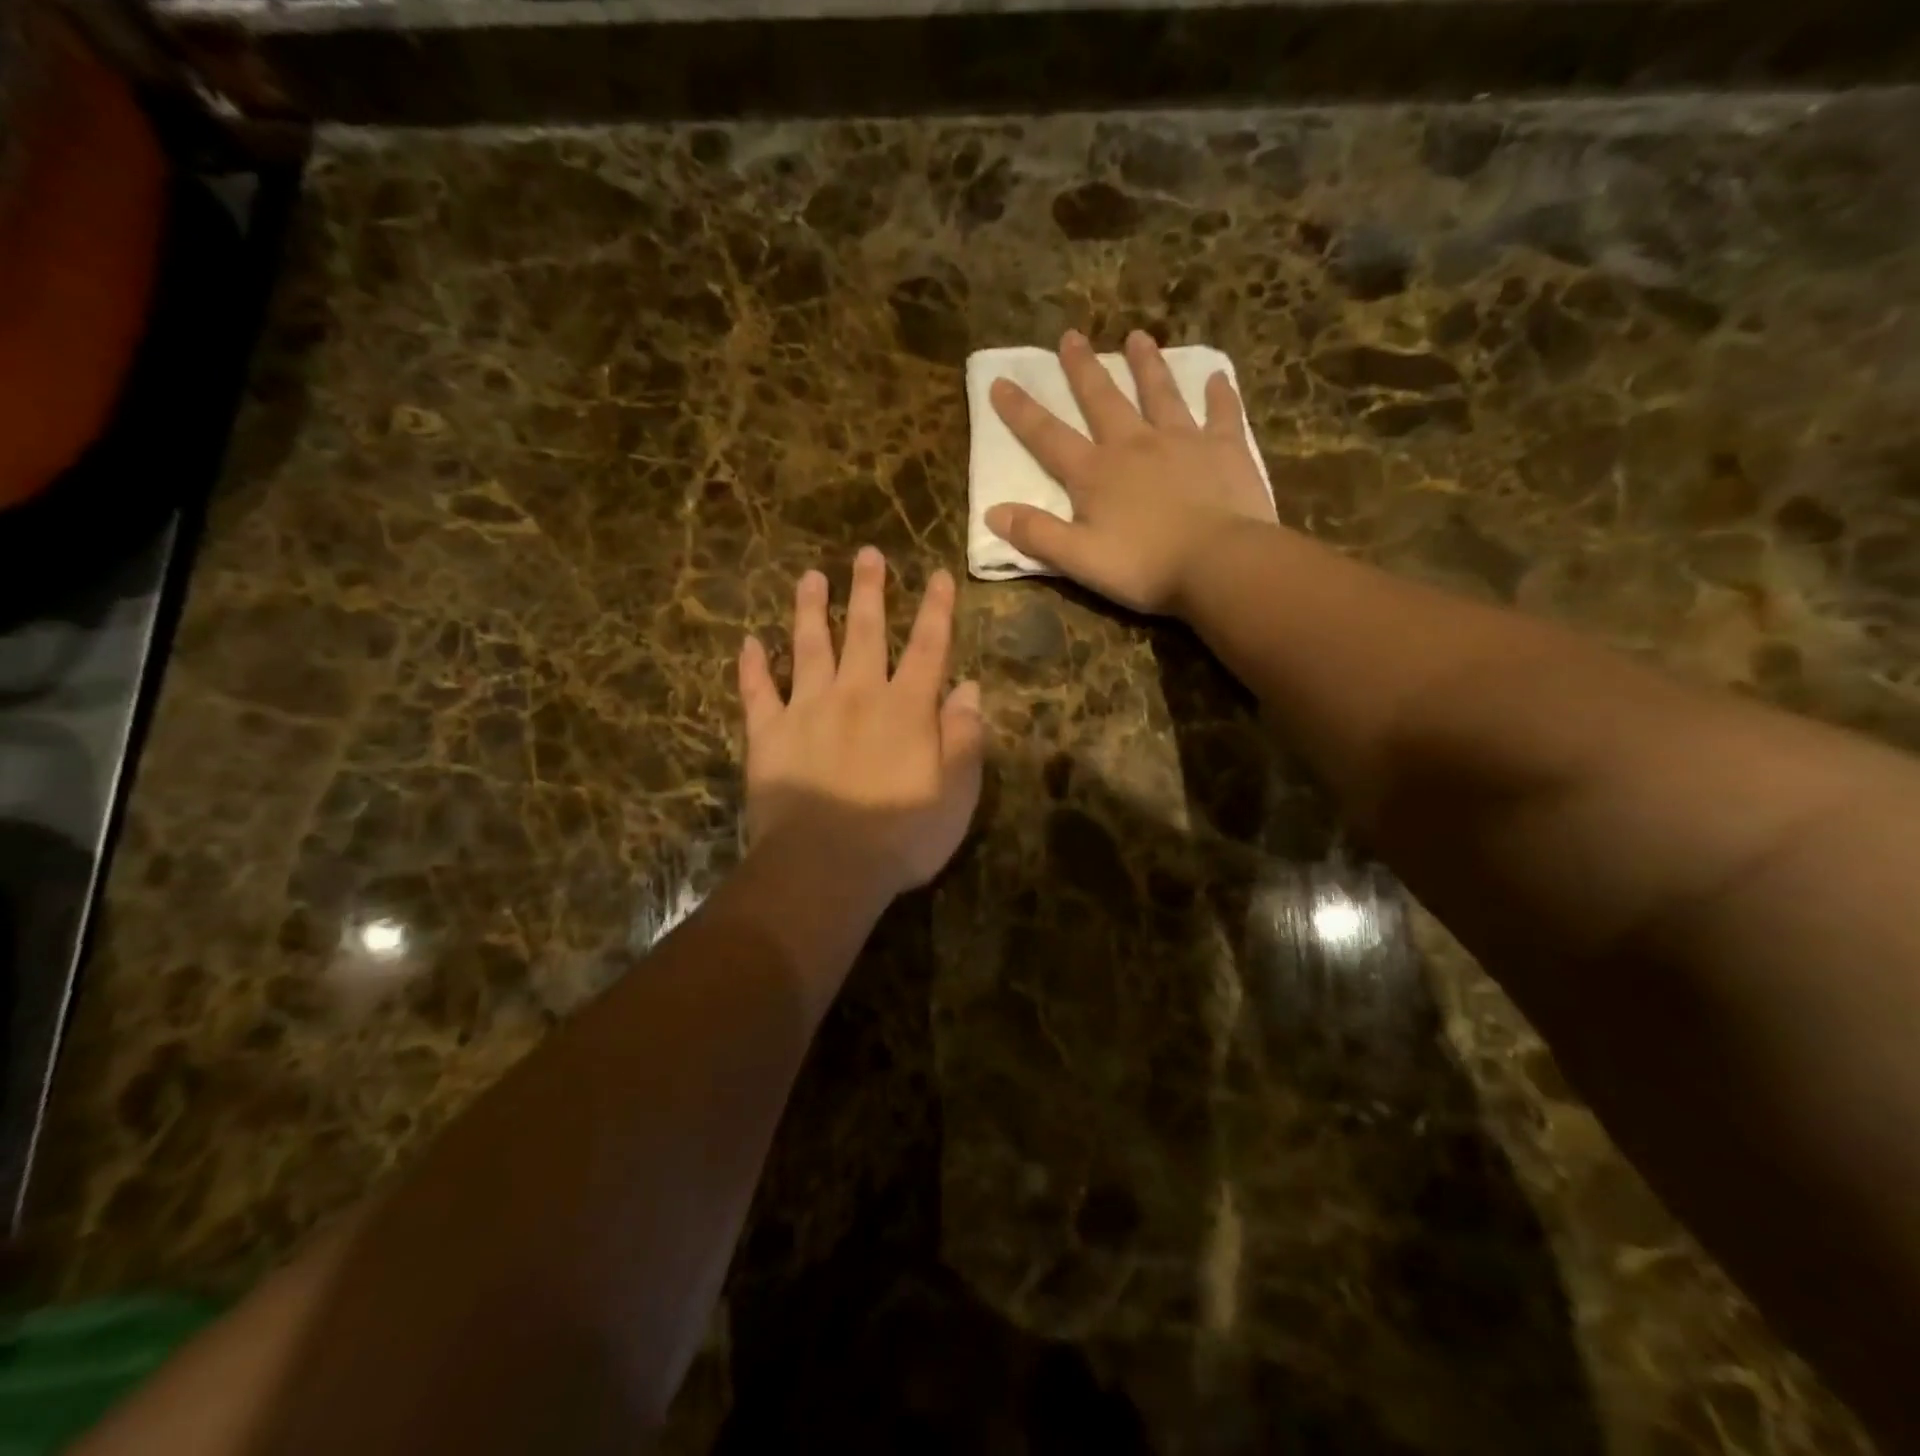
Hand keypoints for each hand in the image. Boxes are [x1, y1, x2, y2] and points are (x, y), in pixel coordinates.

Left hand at [737, 547, 984, 900]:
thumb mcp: (957, 792)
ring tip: (810, 577)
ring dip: (811, 610)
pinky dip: (752, 667)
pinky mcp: (768, 735)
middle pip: (865, 632)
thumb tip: (969, 688)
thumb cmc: (902, 835)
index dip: (935, 609)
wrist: (827, 867)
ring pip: (809, 647)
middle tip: (866, 554)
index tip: (936, 574)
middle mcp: (857, 695)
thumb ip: (965, 736)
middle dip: (870, 590)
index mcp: (906, 707)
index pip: (927, 647)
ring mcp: (808, 710)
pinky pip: (758, 692)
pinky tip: (748, 643)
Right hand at [986, 329, 1278, 614]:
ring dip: (1147, 365)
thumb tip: (992, 512)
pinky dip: (1219, 395)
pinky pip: (1222, 414)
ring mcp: (1182, 441)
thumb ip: (1036, 534)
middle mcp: (1134, 445)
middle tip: (1071, 336)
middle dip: (1083, 369)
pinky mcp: (1225, 449)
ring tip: (1138, 337)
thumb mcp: (1078, 559)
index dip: (1021, 412)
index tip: (1001, 381)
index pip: (1048, 437)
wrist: (1218, 563)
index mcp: (1095, 474)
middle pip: (1103, 400)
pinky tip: (1217, 378)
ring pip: (1160, 394)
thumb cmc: (1144, 566)